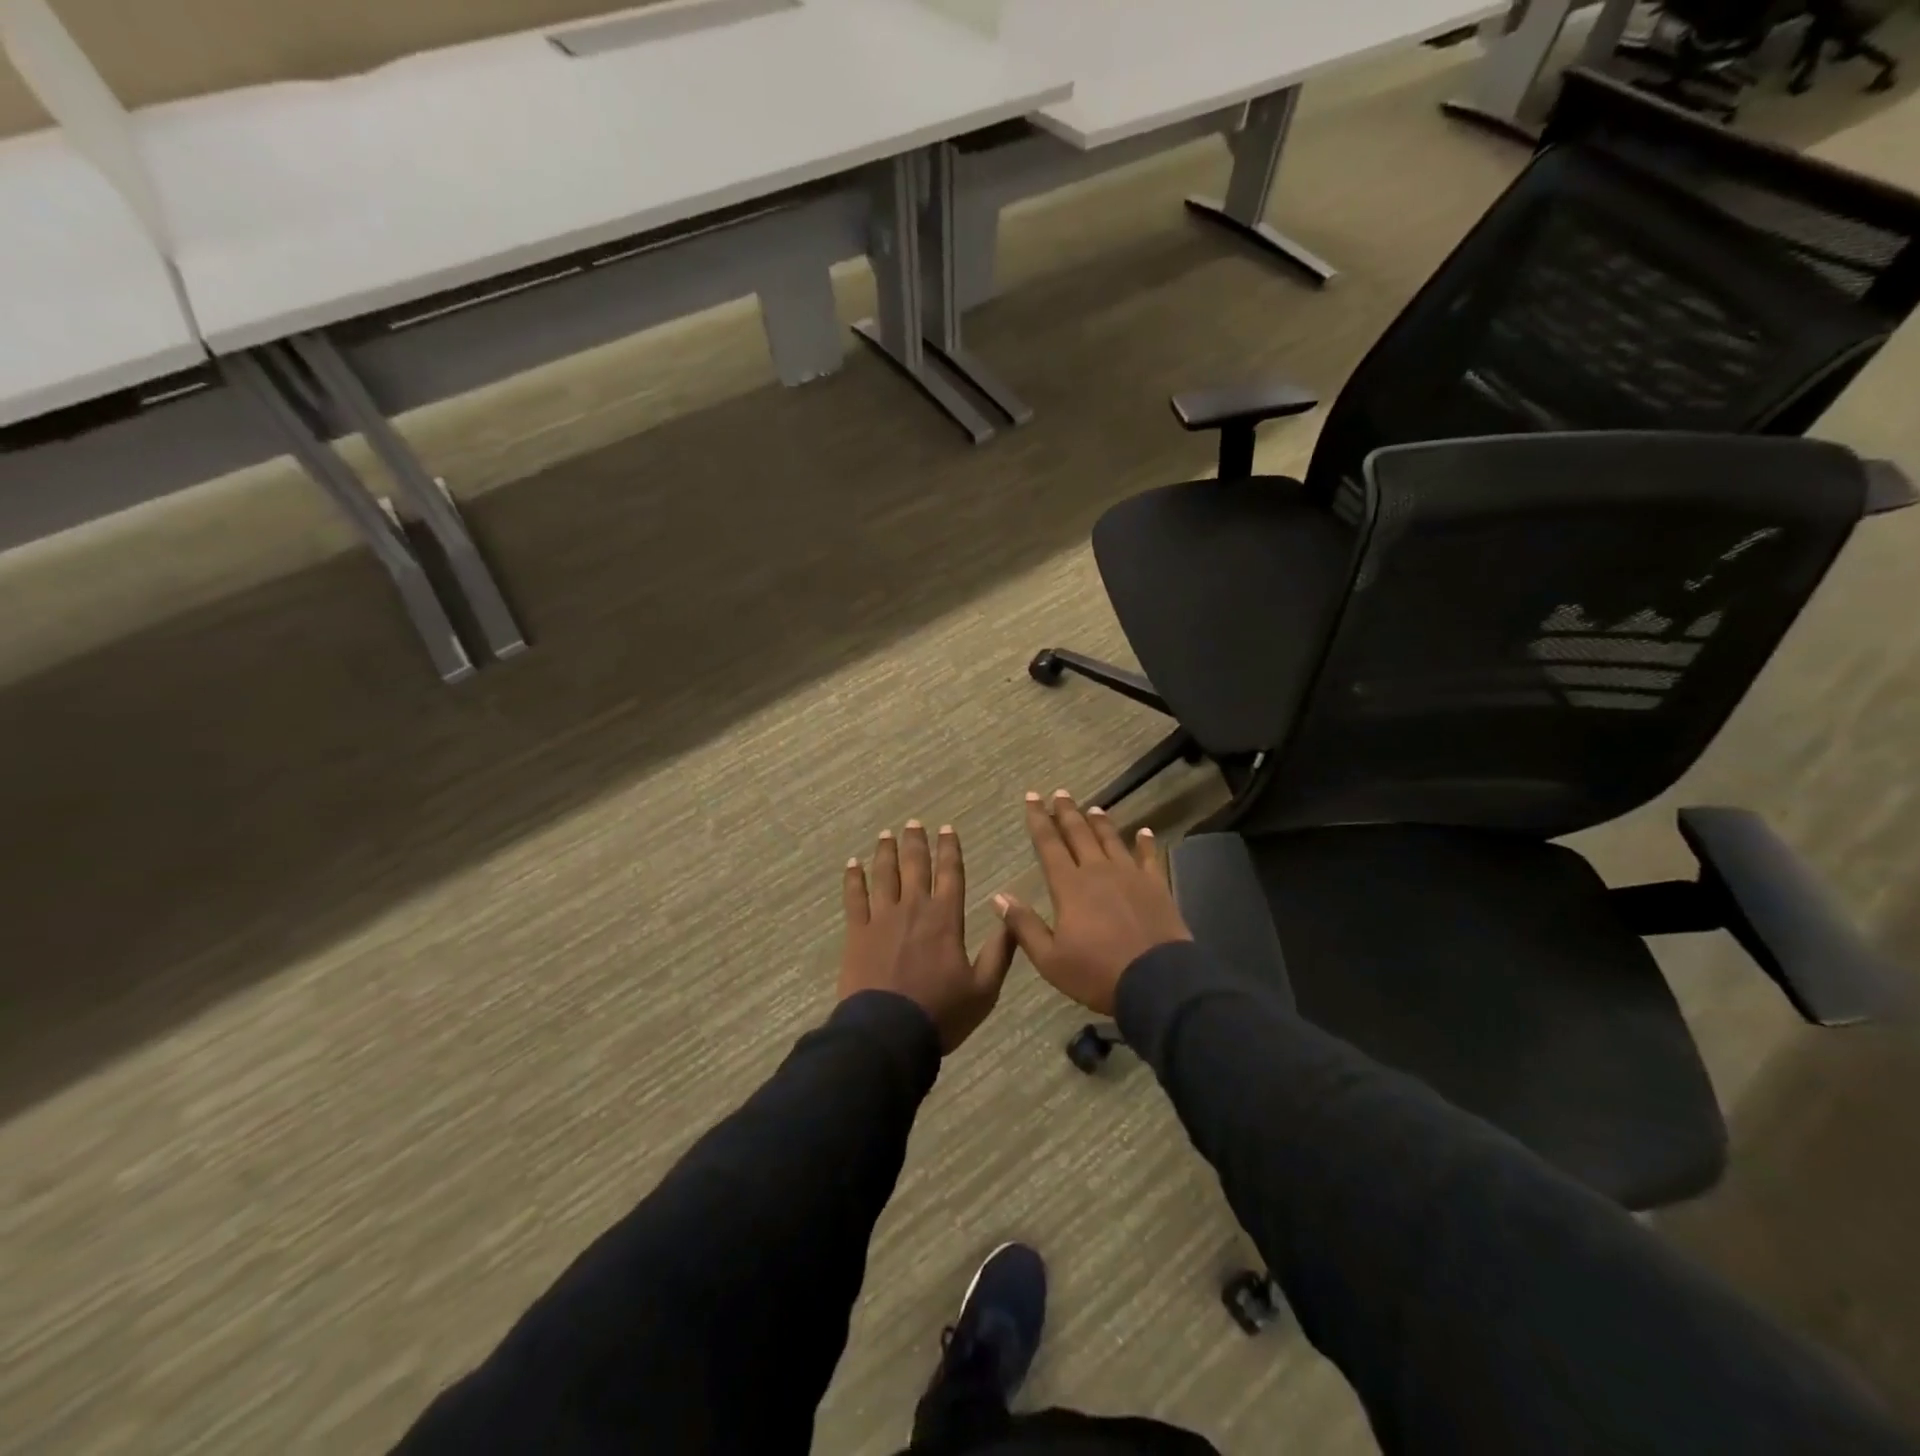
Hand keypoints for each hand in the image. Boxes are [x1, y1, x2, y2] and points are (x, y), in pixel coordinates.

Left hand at [841, 821, 1015, 1052]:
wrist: (889, 1033)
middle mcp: (914, 908)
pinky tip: (852, 864)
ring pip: (884, 874)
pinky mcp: (857, 932)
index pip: (950, 874)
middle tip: (913, 823)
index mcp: (946, 919)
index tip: (947, 829)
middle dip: (916, 843)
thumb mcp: (984, 989)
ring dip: (886, 852)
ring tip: (887, 834)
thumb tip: (1011, 917)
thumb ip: (1000, 952)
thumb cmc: (941, 1013)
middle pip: (915, 866)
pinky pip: (854, 897)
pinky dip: (853, 878)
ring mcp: (882, 918)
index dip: (950, 850)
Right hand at [993, 791, 1191, 1015]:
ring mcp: (1130, 876)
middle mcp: (1098, 871)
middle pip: (1079, 834)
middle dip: (1067, 812)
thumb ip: (1024, 926)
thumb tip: (998, 897)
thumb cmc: (1097, 973)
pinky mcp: (1156, 886)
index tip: (1032, 797)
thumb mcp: (1050, 959)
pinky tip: (1145, 832)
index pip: (1049, 844)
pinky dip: (1145, 843)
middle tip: (1059, 792)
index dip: (1039, 820)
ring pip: (1111, 840)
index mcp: (1069, 886)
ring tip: (1093, 807)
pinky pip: (1149, 857)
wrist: (1157, 982)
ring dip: (1100, 822)